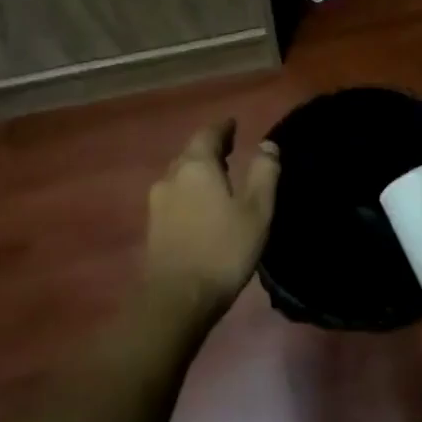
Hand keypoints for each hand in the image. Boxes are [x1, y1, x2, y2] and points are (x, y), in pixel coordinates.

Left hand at [143, 120, 279, 323]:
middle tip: (231, 150)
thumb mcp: (257, 210)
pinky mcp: (153, 226)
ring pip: (180, 176)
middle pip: (190, 153)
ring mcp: (157, 202)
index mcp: (196, 167)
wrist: (178, 297)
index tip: (234, 124)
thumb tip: (268, 145)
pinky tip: (202, 205)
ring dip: (199, 171)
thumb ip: (264, 173)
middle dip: (210, 149)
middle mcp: (171, 177)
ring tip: (219, 178)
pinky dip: (190, 191)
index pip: (208, 135)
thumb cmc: (224, 249)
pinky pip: (175, 196)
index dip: (223, 128)